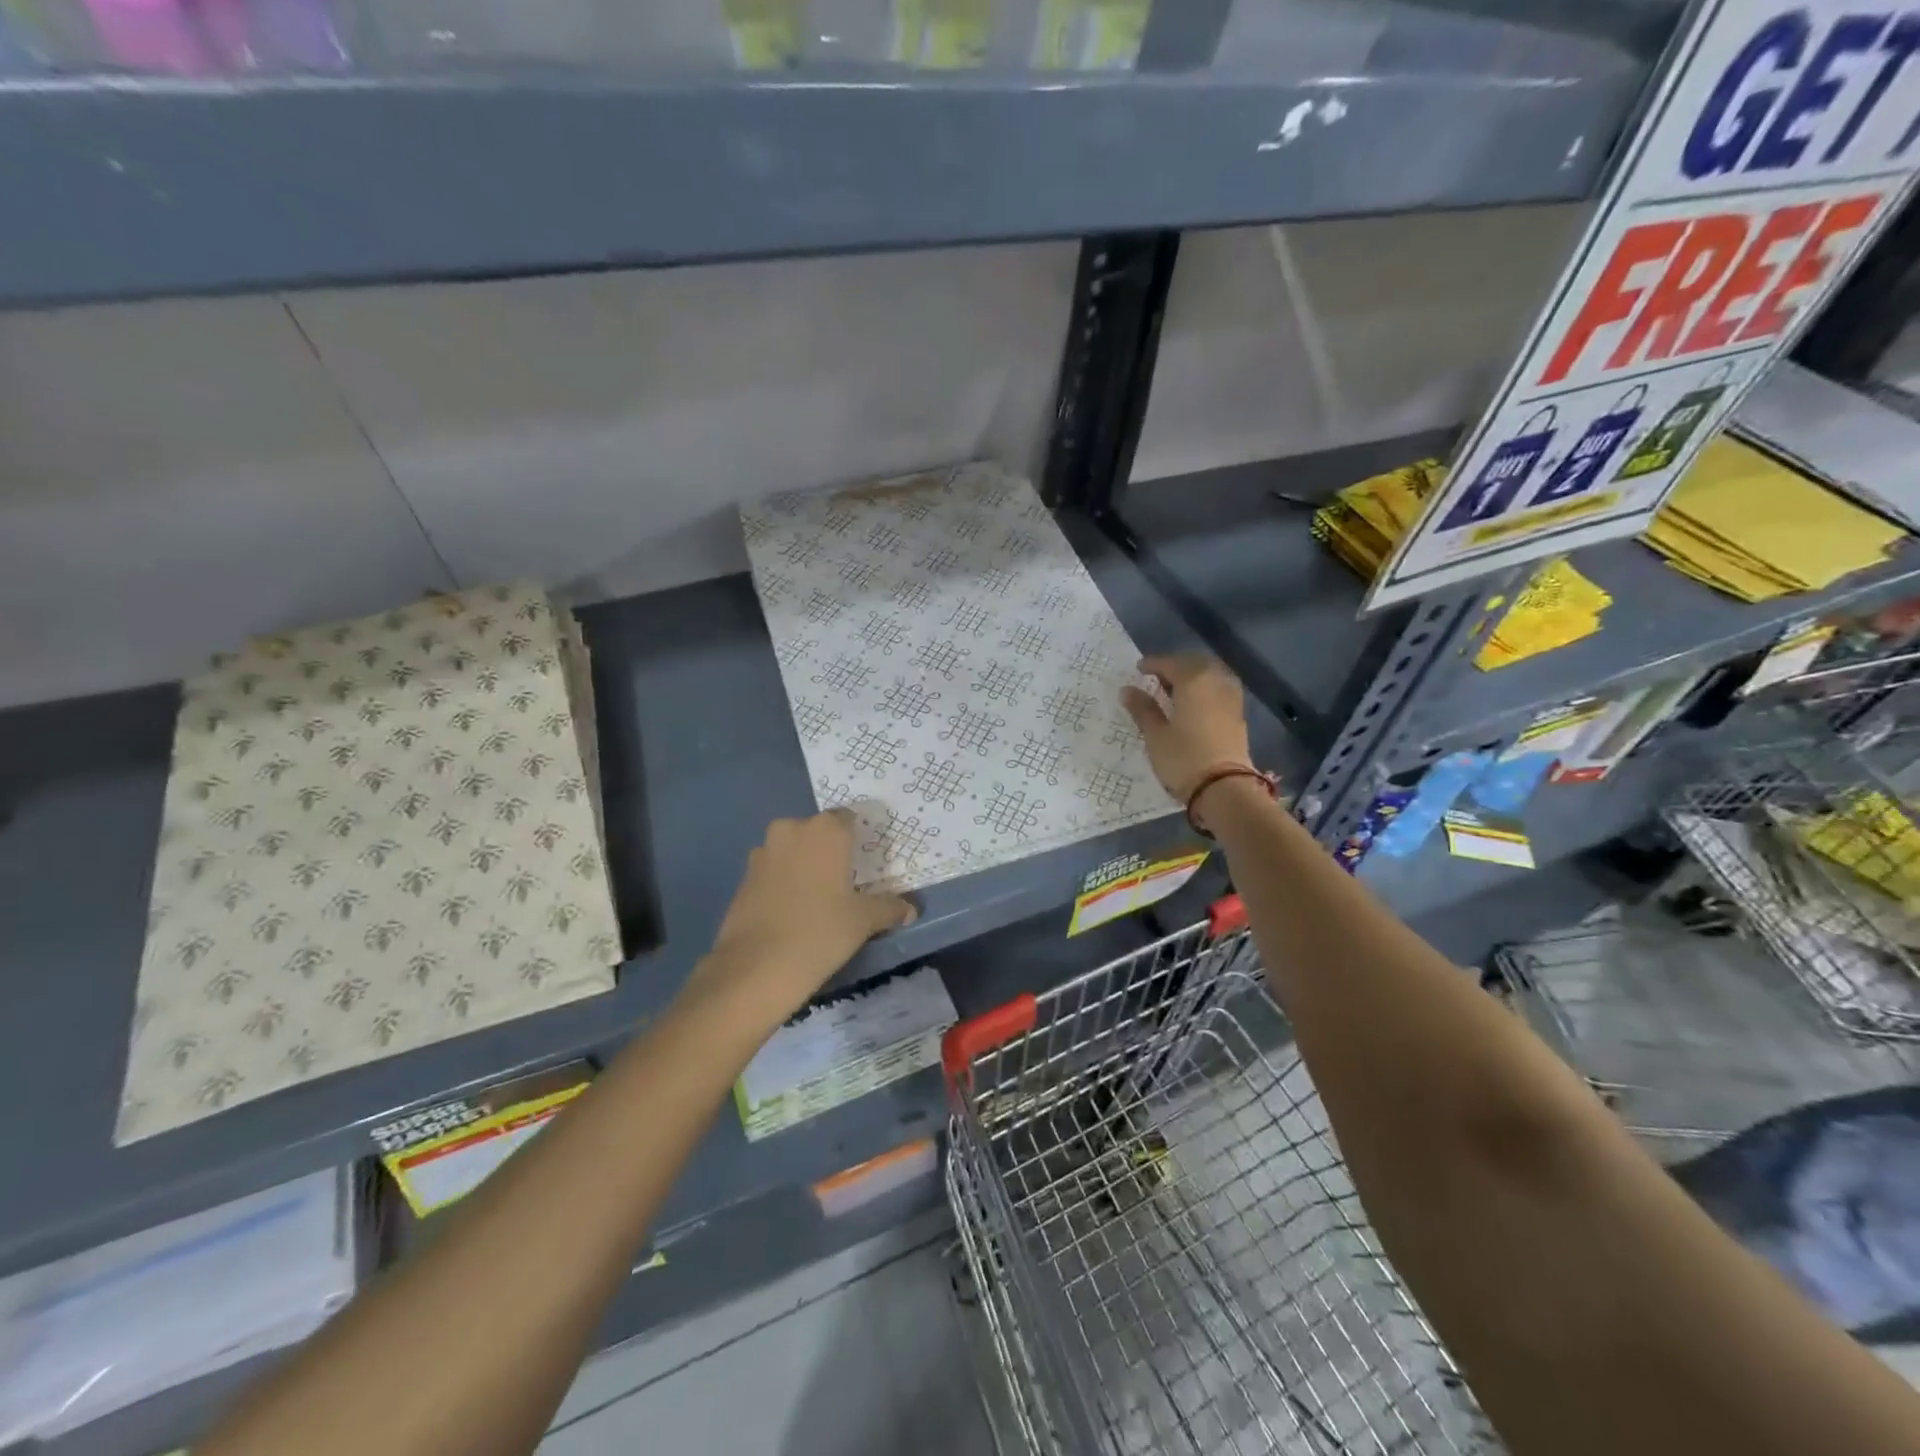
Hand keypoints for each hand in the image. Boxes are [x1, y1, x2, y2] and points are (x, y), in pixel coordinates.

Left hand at [694, 810, 916, 1030]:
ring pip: (792, 851)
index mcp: (826, 830)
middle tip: (844, 881)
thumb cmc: (821, 931)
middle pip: (817, 832)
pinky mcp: (743, 878)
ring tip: (817, 899)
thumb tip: (910, 909)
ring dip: (803, 866)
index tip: (866, 862)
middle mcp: (791, 830)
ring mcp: (762, 852)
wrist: (756, 968)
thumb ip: (889, 908)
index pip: (848, 819)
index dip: (858, 838)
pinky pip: (772, 872)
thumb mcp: (864, 920)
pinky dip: (783, 884)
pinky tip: (792, 912)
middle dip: (829, 851)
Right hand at [1121, 654, 1253, 802]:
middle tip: (1157, 676)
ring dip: (1193, 675)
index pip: (1171, 663)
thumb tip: (1127, 690)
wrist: (1224, 788)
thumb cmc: (1183, 759)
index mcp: (1194, 681)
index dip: (1153, 664)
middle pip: (1195, 663)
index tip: (1139, 669)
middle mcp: (1216, 682)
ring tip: (1174, 689)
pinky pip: (1220, 688)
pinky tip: (1193, 702)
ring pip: (1211, 674)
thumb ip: (1142, 709)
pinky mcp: (1238, 714)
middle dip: (1175, 665)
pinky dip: (1205, 687)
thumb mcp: (1155, 735)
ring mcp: (1230, 697)